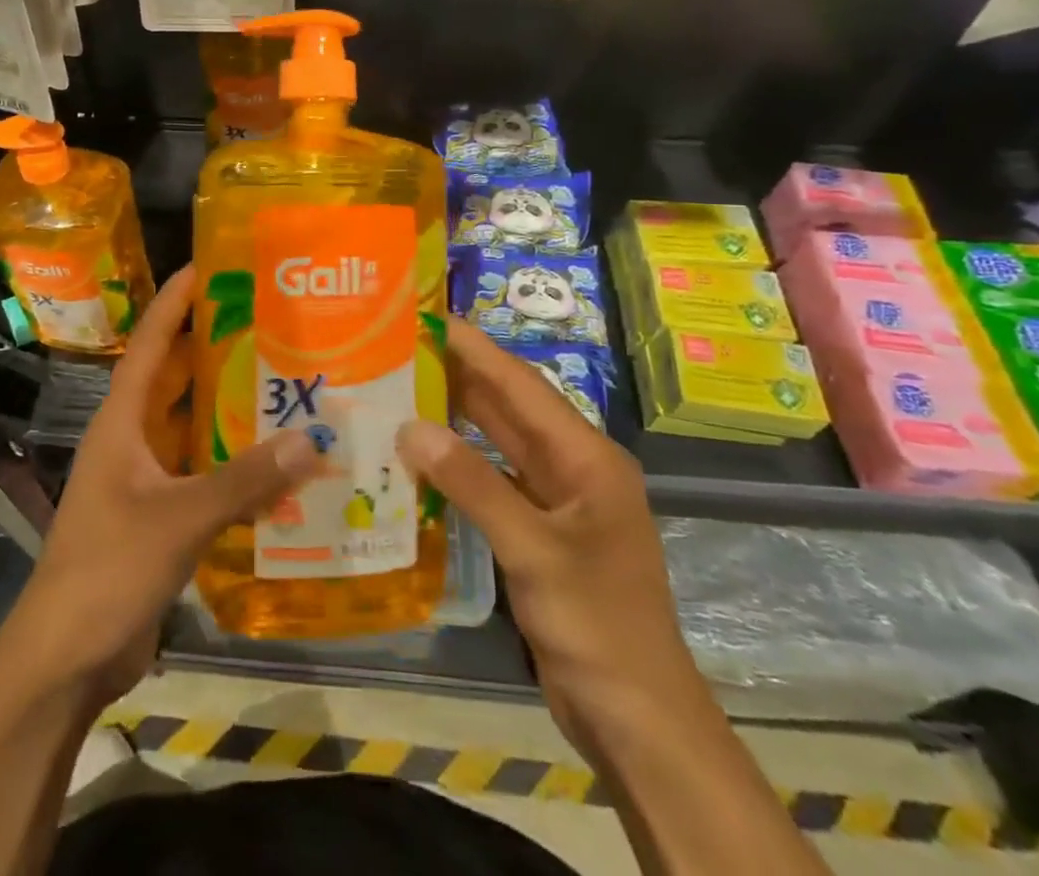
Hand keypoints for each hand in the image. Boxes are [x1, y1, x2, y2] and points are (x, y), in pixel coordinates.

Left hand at [0, 265, 323, 702]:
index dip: (174, 303)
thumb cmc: (108, 569)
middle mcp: (131, 440)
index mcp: (122, 423)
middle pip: (174, 379)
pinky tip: (276, 461)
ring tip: (283, 380)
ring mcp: (143, 480)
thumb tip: (313, 437)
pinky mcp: (158, 516)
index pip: (150, 344)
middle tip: (267, 322)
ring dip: (227, 407)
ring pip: (190, 427)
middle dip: (212, 347)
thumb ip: (245, 480)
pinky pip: (202, 472)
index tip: (207, 266)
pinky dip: (233, 462)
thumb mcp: (179, 518)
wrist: (66, 658)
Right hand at [397, 320, 701, 733]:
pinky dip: (458, 467)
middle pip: (509, 408)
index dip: (475, 348)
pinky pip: (493, 482)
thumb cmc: (597, 626)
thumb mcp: (533, 551)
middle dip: (459, 376)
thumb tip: (410, 427)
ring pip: (498, 444)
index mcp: (587, 457)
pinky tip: (419, 458)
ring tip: (400, 389)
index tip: (427, 317)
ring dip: (455, 419)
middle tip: (400, 348)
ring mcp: (557, 502)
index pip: (522, 385)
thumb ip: (472, 484)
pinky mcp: (540, 533)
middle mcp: (573, 468)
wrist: (638, 722)